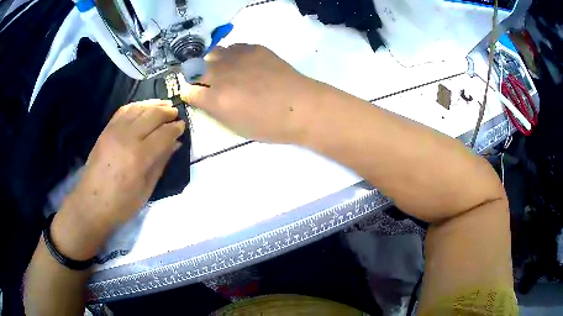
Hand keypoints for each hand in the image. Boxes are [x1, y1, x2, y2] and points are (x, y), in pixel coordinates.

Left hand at [66, 99, 184, 228]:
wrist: (91, 204)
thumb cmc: (122, 204)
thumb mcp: (146, 189)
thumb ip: (161, 163)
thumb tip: (175, 144)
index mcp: (140, 157)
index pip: (164, 134)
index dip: (176, 128)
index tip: (183, 126)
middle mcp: (127, 138)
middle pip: (152, 115)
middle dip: (167, 112)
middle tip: (175, 113)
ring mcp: (114, 131)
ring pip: (138, 108)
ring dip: (153, 104)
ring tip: (163, 105)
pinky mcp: (106, 130)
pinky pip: (123, 110)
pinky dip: (136, 105)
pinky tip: (143, 108)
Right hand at [181, 44, 319, 143]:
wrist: (301, 106)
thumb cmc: (270, 125)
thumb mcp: (236, 127)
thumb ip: (215, 110)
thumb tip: (204, 98)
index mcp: (216, 99)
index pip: (189, 92)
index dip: (190, 94)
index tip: (194, 96)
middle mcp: (221, 75)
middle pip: (196, 69)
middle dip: (197, 77)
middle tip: (206, 83)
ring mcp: (237, 58)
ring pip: (212, 54)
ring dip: (212, 63)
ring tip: (222, 70)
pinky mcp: (253, 48)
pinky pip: (233, 48)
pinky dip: (231, 56)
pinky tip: (240, 63)